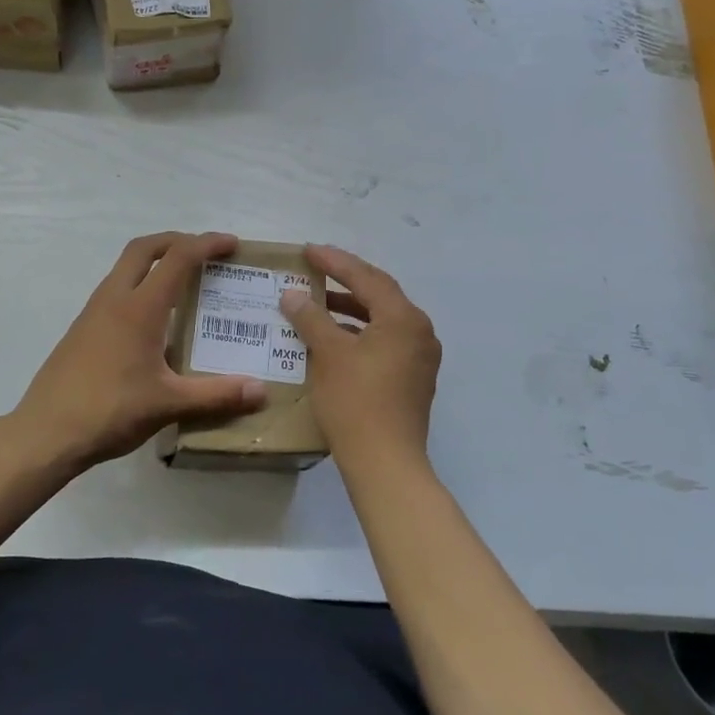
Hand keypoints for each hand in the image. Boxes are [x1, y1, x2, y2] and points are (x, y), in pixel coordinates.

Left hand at [14, 232, 265, 466]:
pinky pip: (116, 290)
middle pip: (145, 248)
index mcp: (140, 308)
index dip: (207, 243)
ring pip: (126, 267)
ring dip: (155, 262)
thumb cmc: (110, 411)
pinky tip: (154, 321)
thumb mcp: (169, 404)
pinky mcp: (82, 330)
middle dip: (177, 241)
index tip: (231, 244)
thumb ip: (217, 395)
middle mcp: (115, 299)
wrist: (45, 433)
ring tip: (184, 284)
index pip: (178, 257)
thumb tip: (261, 391)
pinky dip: (140, 286)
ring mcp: (93, 313)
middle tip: (205, 253)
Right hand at [279, 244, 440, 471]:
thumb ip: (311, 318)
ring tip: (319, 304)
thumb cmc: (356, 402)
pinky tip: (335, 339)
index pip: (366, 277)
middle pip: (379, 295)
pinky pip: (386, 342)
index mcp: (404, 318)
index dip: (335, 262)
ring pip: (383, 320)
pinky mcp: (414, 379)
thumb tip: (293, 295)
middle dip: (346, 282)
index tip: (308, 251)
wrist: (386, 463)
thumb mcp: (328, 354)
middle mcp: (420, 331)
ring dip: (352, 310)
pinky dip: (360, 334)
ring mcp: (421, 358)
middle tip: (315, 270)